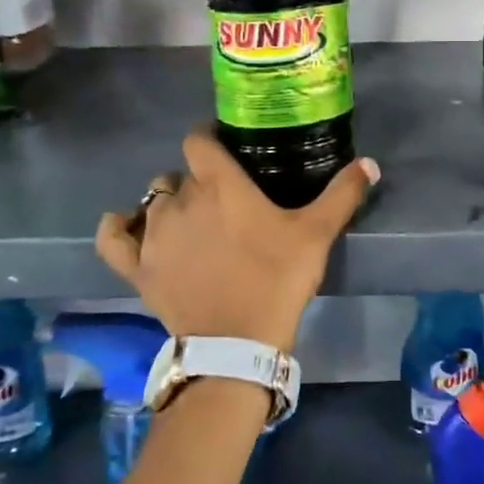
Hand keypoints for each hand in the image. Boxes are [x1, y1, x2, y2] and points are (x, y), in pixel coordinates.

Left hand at [96, 129, 379, 352]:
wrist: (238, 343)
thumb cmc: (278, 279)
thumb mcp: (317, 234)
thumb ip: (343, 194)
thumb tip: (371, 163)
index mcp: (219, 184)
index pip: (198, 140)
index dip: (209, 140)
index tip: (226, 152)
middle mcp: (179, 200)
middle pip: (179, 174)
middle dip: (197, 181)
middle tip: (222, 203)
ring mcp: (153, 234)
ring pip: (152, 201)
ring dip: (168, 205)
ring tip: (191, 224)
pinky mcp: (136, 267)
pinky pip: (112, 237)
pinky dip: (118, 228)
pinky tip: (129, 227)